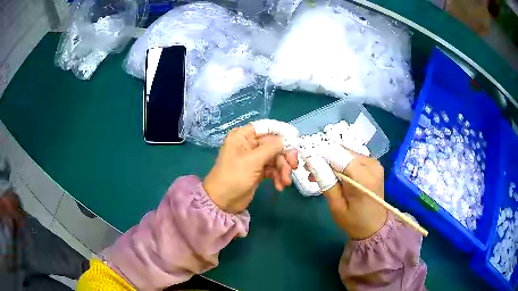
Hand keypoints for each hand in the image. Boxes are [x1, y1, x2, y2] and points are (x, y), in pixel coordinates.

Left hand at [203, 125, 297, 213]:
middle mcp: (249, 144)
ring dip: (283, 170)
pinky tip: (279, 186)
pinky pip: (273, 169)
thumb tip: (286, 140)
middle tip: (294, 166)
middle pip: (274, 144)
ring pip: (276, 158)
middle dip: (285, 156)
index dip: (281, 131)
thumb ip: (271, 148)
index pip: (266, 127)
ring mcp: (254, 159)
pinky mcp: (258, 171)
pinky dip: (278, 177)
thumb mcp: (253, 161)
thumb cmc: (234, 177)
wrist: (223, 202)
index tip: (295, 137)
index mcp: (243, 136)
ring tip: (285, 183)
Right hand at [309, 146, 386, 238]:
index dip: (320, 155)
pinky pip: (352, 158)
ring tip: (318, 175)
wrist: (375, 227)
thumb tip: (312, 161)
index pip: (338, 155)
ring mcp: (374, 163)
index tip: (305, 161)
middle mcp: (371, 164)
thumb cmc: (354, 222)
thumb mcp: (336, 206)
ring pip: (346, 153)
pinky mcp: (373, 165)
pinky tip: (333, 174)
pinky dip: (340, 163)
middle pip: (342, 152)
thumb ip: (326, 182)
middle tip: (310, 171)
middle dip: (324, 158)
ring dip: (331, 161)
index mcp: (363, 177)